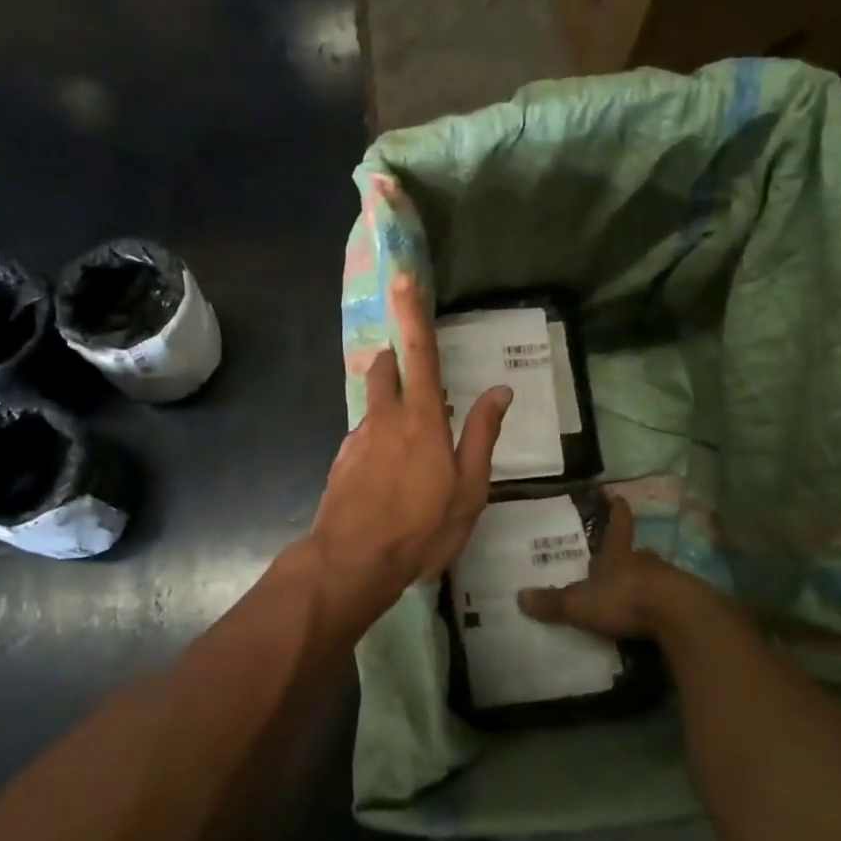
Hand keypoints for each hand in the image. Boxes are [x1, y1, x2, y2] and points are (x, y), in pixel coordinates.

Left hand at [309, 275, 510, 618]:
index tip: (402, 278)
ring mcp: (357, 438)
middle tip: (415, 380)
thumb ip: (482, 436)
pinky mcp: (341, 460)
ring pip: (372, 406)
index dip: (411, 313)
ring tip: (408, 451)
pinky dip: (377, 443)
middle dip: (394, 360)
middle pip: (383, 369)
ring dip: (388, 408)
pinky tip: (386, 480)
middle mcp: (384, 418)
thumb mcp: (468, 490)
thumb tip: (499, 391)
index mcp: (421, 419)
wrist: (350, 562)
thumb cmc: (420, 528)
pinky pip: (362, 437)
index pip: (419, 353)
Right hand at [519, 495, 723, 639]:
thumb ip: (553, 602)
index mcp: (618, 555)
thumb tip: (519, 597)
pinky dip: (661, 607)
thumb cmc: (624, 598)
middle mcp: (644, 562)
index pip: (617, 526)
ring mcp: (670, 581)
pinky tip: (655, 620)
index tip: (618, 497)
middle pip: (637, 553)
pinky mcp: (688, 604)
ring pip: (655, 576)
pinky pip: (670, 601)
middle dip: (630, 556)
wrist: (678, 616)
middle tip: (621, 561)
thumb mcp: (580, 603)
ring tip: (635, 594)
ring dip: (646, 582)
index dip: (616, 512)